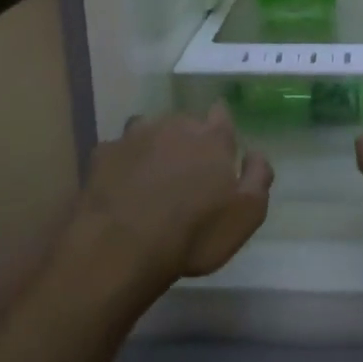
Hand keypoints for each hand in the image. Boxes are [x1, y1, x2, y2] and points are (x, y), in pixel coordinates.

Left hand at [75, 102, 274, 287]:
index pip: (221, 114)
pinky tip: (121, 186)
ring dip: (154, 146)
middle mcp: (175, 126)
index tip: (220, 145)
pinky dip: (123, 163)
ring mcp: (135, 136)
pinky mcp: (104, 153)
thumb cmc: (195, 233)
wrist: (122, 247)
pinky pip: (118, 151)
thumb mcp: (247, 214)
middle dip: (187, 139)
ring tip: (152, 175)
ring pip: (149, 130)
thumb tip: (256, 153)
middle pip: (185, 122)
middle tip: (187, 170)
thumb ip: (258, 177)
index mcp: (212, 138)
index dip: (221, 126)